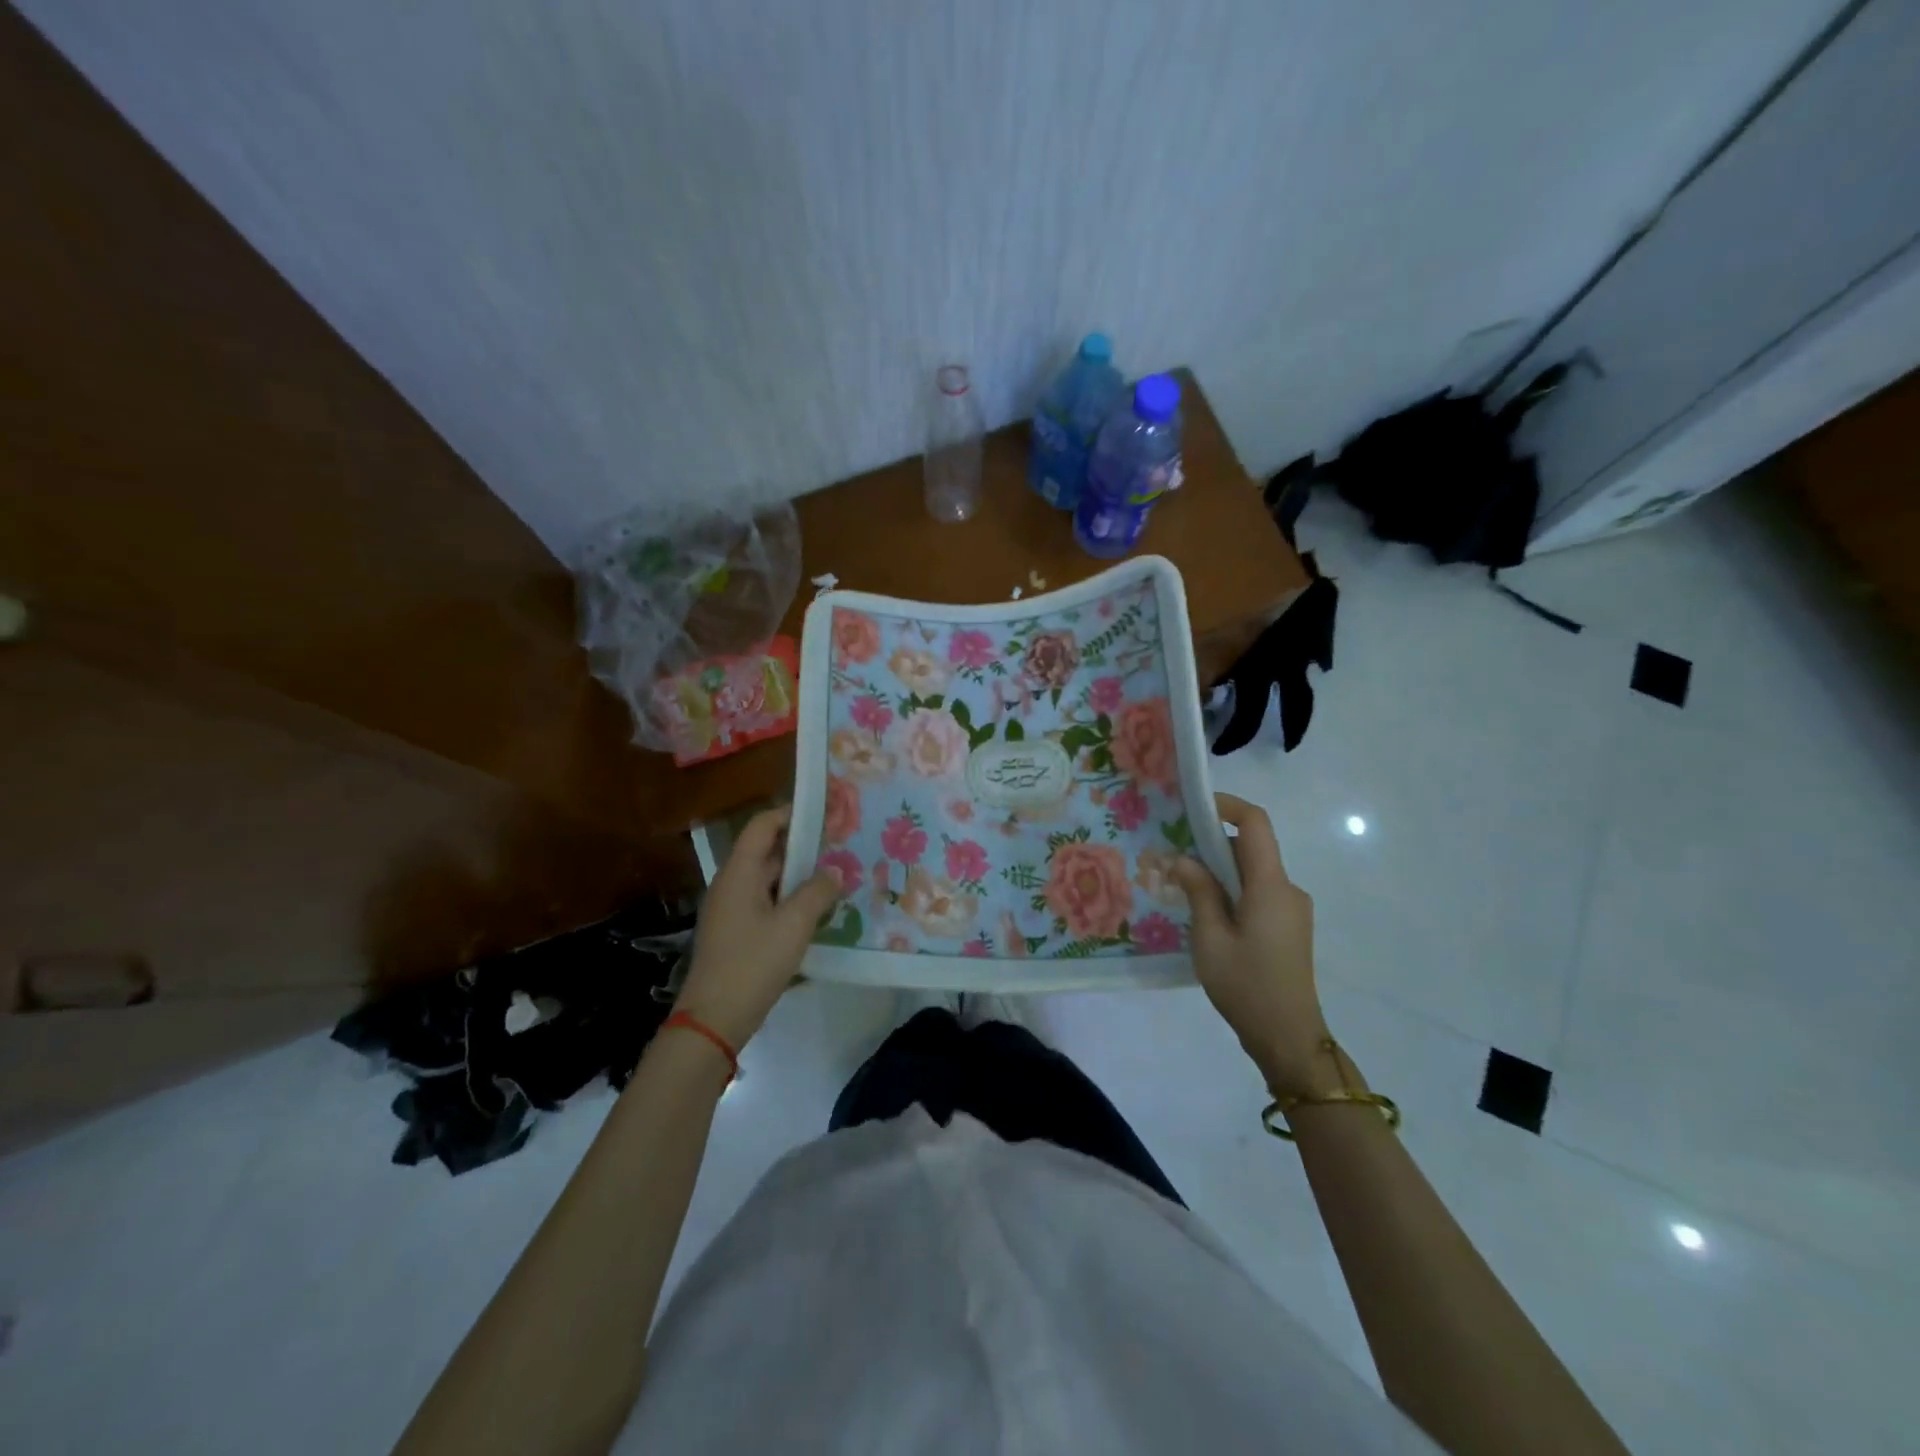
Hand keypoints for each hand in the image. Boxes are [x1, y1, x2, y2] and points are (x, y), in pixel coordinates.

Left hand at [675, 806, 840, 1050]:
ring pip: (769, 879)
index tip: (825, 812)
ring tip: (836, 876)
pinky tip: (816, 911)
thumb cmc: (753, 964)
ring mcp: (731, 910)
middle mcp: (731, 884)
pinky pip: (766, 902)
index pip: (763, 826)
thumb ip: (817, 893)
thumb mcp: (794, 925)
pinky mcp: (737, 933)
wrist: (713, 1020)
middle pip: (767, 851)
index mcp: (739, 873)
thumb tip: (834, 873)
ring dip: (799, 875)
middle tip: (841, 846)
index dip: (791, 813)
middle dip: (803, 846)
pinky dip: (790, 899)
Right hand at [1172, 793, 1336, 1097]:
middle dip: (1211, 844)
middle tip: (1172, 857)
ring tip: (1182, 890)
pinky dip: (1232, 892)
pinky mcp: (1289, 928)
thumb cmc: (1246, 985)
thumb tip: (1182, 859)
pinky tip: (1207, 917)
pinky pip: (1258, 894)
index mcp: (1271, 885)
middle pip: (1251, 848)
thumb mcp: (1210, 937)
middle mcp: (1288, 889)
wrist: (1289, 1038)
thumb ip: (1198, 890)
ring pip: (1252, 873)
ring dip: (1219, 872)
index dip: (1227, 806)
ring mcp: (1292, 910)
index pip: (1256, 824)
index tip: (1193, 807)